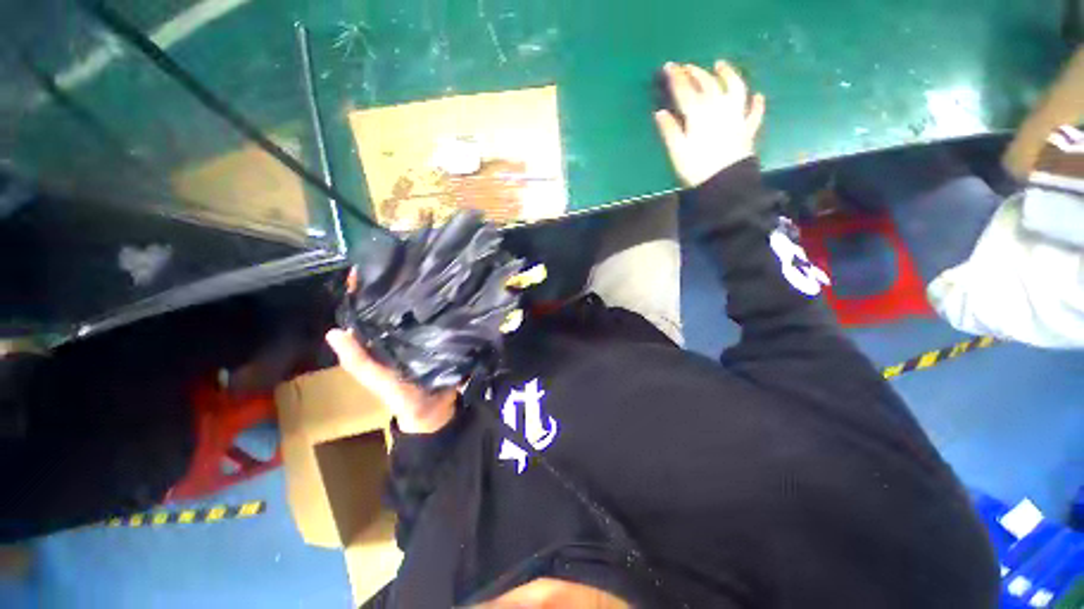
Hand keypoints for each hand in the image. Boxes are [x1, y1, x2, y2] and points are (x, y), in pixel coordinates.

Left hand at [325, 269, 456, 433]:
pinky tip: (451, 291)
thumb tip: (332, 331)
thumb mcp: (376, 379)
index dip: (365, 291)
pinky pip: (440, 318)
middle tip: (408, 260)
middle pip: (396, 305)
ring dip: (424, 293)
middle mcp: (399, 331)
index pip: (369, 310)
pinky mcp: (442, 336)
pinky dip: (443, 306)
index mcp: (380, 338)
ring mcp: (423, 332)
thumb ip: (358, 361)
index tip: (369, 265)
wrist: (435, 410)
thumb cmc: (402, 396)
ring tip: (432, 269)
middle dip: (399, 285)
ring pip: (419, 309)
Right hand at [654, 61, 765, 187]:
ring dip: (728, 75)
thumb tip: (660, 113)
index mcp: (699, 114)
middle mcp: (719, 109)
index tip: (668, 67)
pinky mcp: (748, 129)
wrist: (725, 184)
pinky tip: (757, 97)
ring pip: (735, 88)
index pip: (685, 90)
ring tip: (721, 65)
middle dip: (696, 73)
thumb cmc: (696, 169)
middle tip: (687, 67)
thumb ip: (669, 131)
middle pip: (708, 84)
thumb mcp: (677, 152)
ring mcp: (736, 117)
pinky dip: (756, 103)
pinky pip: (754, 113)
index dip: (676, 77)